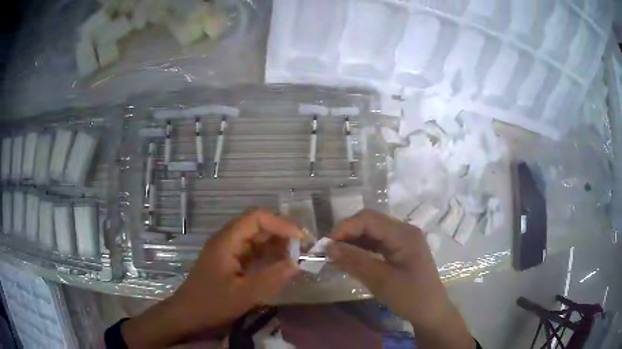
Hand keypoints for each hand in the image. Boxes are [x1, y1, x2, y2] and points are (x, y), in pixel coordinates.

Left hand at [122, 208, 302, 347]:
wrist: (188, 315)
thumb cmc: (212, 304)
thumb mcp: (244, 295)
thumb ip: (271, 278)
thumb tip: (297, 263)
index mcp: (226, 241)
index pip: (256, 218)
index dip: (280, 223)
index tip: (301, 237)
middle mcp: (227, 240)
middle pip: (257, 225)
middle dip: (281, 231)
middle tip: (304, 245)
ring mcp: (228, 251)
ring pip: (256, 238)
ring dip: (276, 243)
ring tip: (298, 254)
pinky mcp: (230, 262)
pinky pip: (253, 252)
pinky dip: (269, 255)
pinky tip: (282, 264)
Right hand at [327, 209, 473, 348]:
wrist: (431, 312)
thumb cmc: (410, 297)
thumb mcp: (380, 280)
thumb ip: (354, 261)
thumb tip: (328, 247)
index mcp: (403, 234)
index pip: (369, 219)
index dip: (345, 228)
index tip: (325, 245)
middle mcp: (404, 230)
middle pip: (370, 222)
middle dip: (347, 233)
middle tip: (328, 251)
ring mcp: (403, 240)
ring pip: (371, 232)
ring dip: (352, 241)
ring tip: (335, 256)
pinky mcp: (400, 250)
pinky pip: (376, 243)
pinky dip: (361, 249)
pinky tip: (349, 259)